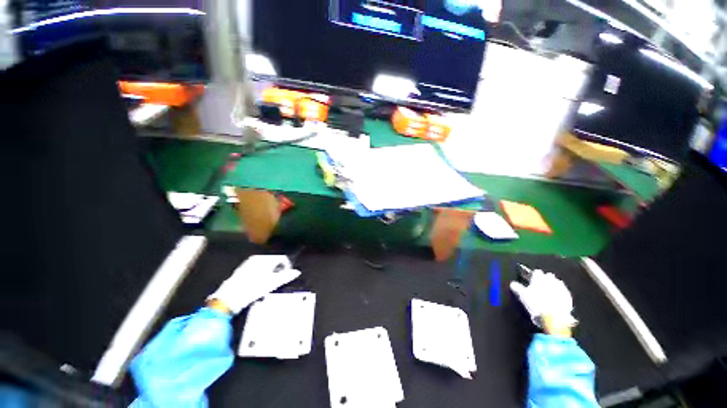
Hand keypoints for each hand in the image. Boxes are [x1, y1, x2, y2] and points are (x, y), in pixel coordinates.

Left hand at [208, 255, 299, 314]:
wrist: (229, 297)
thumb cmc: (253, 289)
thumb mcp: (272, 283)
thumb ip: (286, 276)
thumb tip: (297, 272)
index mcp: (266, 259)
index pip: (282, 258)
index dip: (287, 266)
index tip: (287, 275)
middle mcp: (258, 257)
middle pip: (274, 260)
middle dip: (279, 269)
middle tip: (278, 280)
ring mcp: (249, 262)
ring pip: (266, 263)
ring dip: (271, 271)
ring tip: (269, 282)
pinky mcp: (243, 268)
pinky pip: (258, 266)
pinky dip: (262, 272)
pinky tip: (259, 282)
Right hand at [510, 270, 576, 333]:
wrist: (554, 317)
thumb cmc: (536, 303)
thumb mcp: (522, 295)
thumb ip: (517, 287)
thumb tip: (513, 283)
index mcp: (539, 277)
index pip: (536, 272)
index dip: (533, 275)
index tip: (530, 280)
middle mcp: (551, 280)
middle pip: (548, 276)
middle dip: (545, 279)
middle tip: (540, 286)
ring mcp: (561, 288)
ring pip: (557, 283)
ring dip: (553, 286)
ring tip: (548, 293)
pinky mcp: (568, 297)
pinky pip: (563, 292)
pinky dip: (559, 294)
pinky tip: (556, 300)